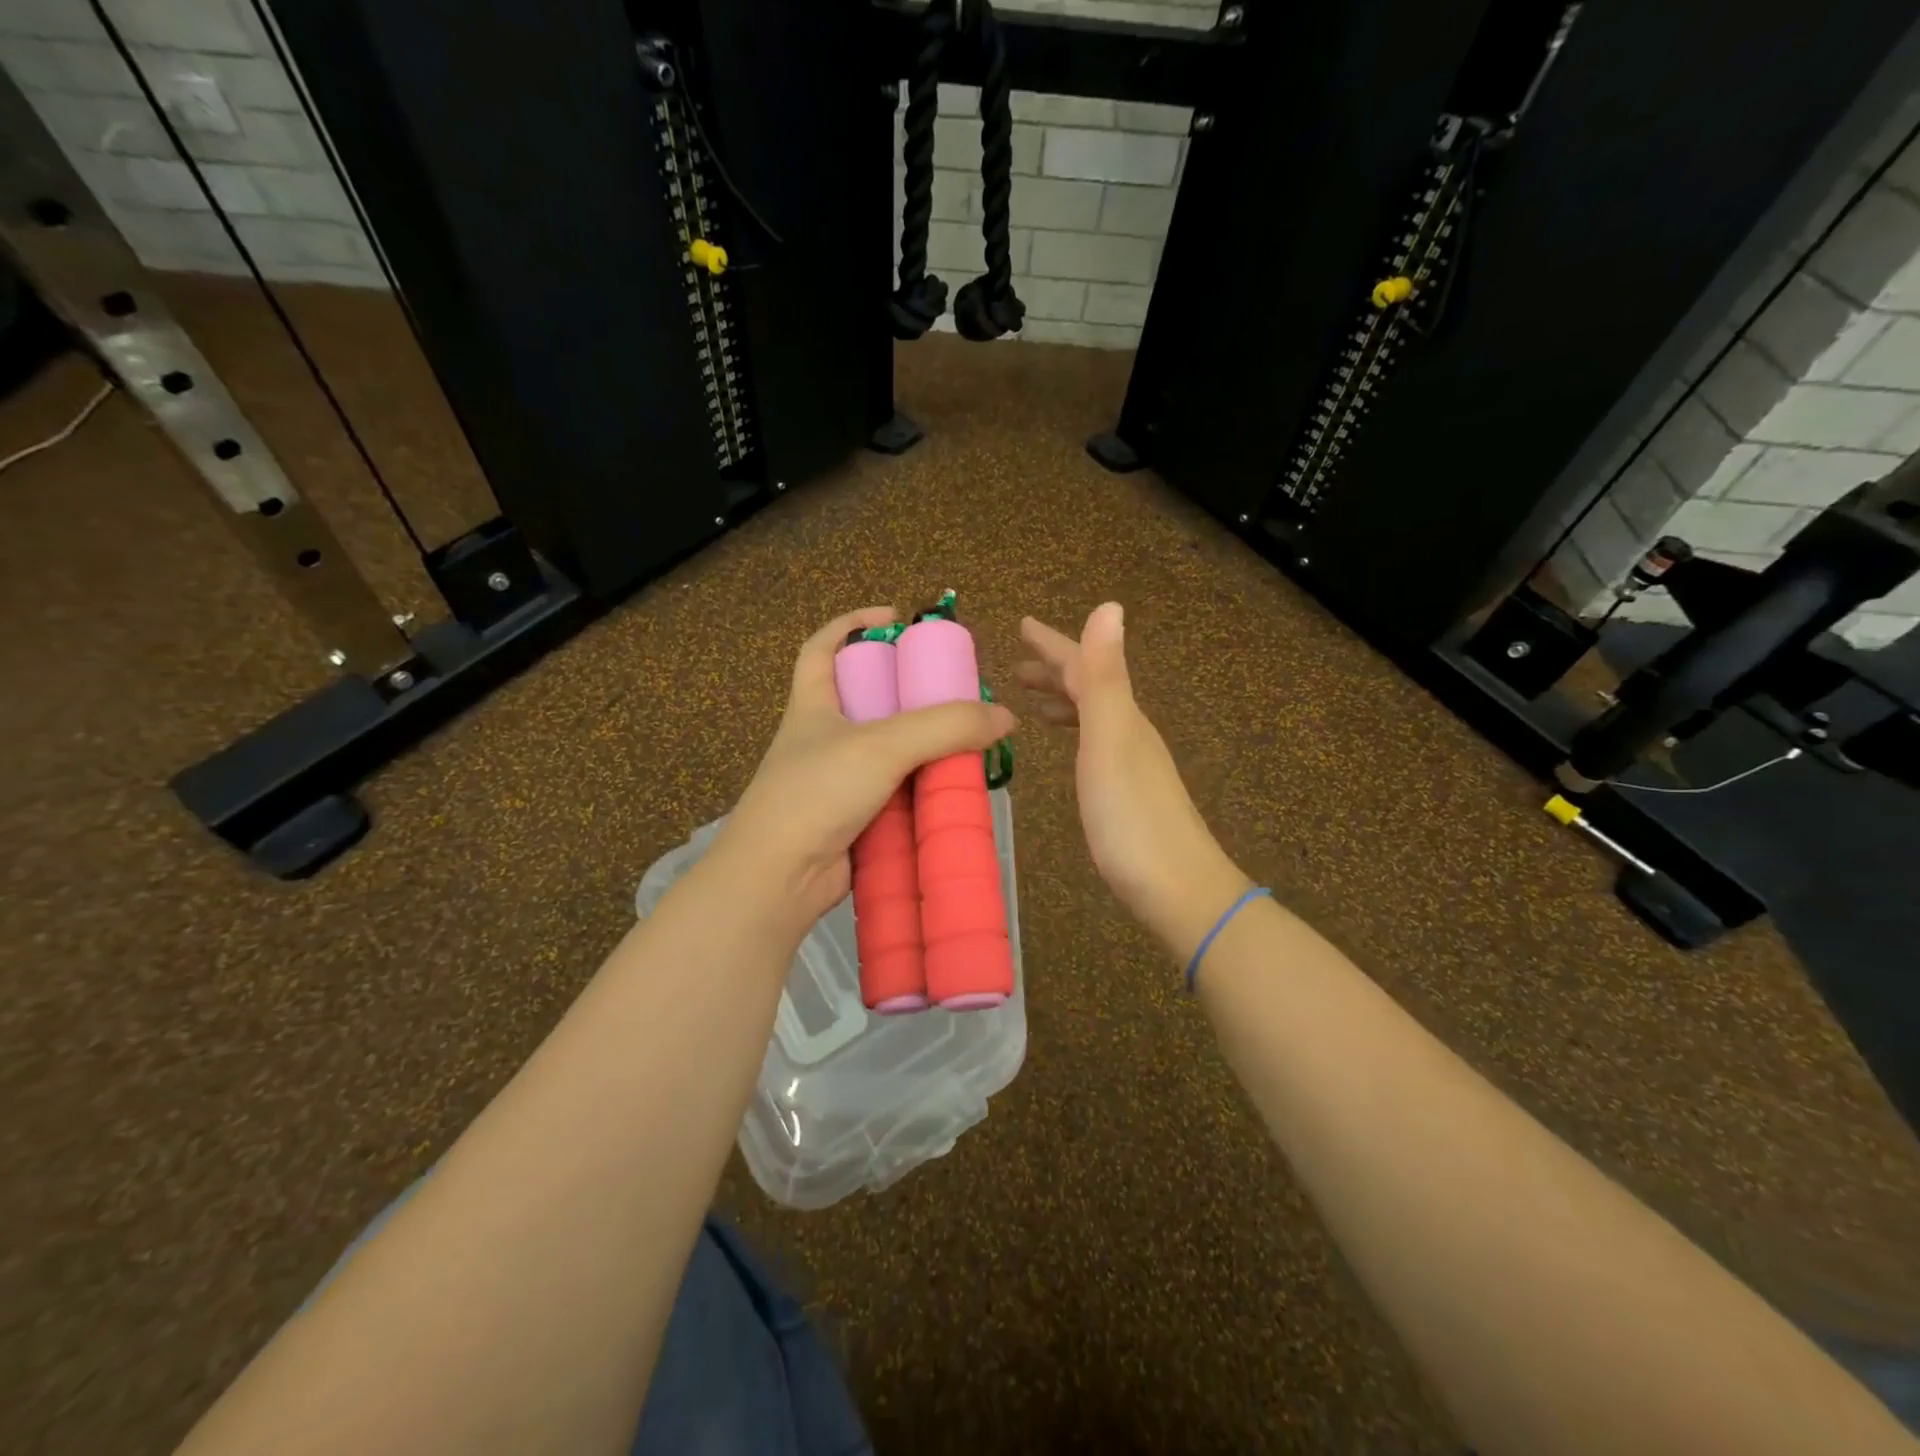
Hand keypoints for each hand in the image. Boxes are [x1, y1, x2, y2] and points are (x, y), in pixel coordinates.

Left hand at [711, 606, 1017, 939]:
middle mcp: (825, 738)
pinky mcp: (855, 820)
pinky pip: (896, 794)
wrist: (779, 879)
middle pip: (869, 700)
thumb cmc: (817, 793)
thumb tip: (1005, 717)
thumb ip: (945, 726)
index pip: (822, 648)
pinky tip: (954, 790)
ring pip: (889, 752)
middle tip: (953, 692)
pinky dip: (922, 790)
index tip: (894, 617)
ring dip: (924, 747)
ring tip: (968, 741)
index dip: (851, 623)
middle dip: (909, 692)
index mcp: (813, 705)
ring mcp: (839, 782)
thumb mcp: (882, 745)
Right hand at [1017, 605, 1247, 956]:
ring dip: (1065, 702)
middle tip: (1018, 666)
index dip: (1052, 643)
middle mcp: (1129, 732)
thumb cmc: (1131, 817)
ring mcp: (1131, 765)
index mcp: (1121, 715)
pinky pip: (1096, 748)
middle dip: (1054, 671)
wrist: (1178, 889)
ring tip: (1035, 704)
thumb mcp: (1111, 740)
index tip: (1022, 624)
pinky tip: (1071, 753)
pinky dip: (1077, 736)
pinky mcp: (1127, 796)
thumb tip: (1109, 606)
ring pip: (1093, 719)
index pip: (1083, 665)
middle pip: (1090, 689)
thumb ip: (1104, 678)